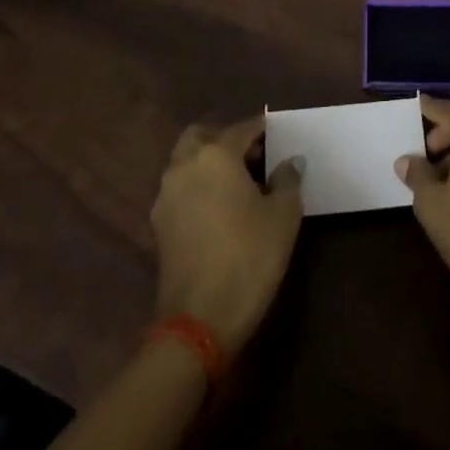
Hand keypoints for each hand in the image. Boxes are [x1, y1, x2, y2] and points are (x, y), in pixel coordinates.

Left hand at [151, 116, 304, 357]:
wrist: (199, 321)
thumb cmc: (249, 257)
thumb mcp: (283, 216)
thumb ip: (288, 179)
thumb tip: (290, 162)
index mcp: (215, 156)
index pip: (241, 129)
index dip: (261, 128)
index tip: (276, 131)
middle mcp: (184, 166)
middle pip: (201, 136)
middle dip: (224, 138)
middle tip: (251, 153)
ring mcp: (166, 196)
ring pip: (185, 162)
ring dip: (207, 162)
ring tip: (237, 182)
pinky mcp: (158, 225)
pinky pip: (179, 189)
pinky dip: (197, 187)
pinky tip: (218, 207)